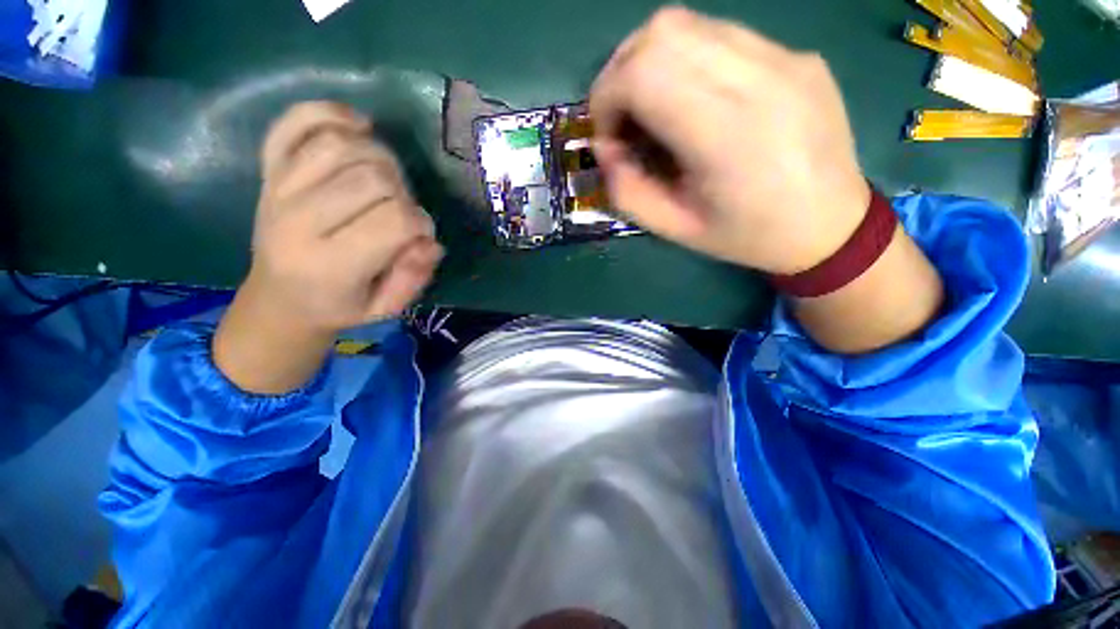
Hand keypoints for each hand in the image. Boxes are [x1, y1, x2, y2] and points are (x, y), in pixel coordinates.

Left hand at [214, 102, 441, 392]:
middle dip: (404, 192)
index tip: (419, 236)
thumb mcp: (386, 309)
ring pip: (341, 144)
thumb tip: (429, 241)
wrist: (279, 298)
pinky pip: (296, 122)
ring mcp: (278, 188)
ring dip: (380, 157)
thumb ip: (413, 278)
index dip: (421, 223)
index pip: (394, 221)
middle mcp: (298, 220)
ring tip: (385, 181)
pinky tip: (358, 126)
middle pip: (372, 177)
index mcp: (330, 264)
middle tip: (401, 211)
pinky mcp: (269, 168)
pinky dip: (331, 113)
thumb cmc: (339, 306)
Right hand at [590, 6, 869, 274]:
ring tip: (652, 108)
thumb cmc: (748, 236)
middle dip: (621, 73)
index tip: (607, 136)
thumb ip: (628, 192)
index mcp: (724, 133)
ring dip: (651, 62)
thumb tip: (606, 151)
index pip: (641, 74)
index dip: (605, 99)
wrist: (832, 226)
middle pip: (661, 33)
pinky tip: (693, 100)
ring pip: (690, 24)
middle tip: (622, 118)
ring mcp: (783, 57)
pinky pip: (723, 36)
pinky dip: (687, 61)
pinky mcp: (795, 55)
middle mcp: (756, 78)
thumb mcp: (675, 229)